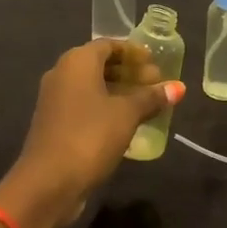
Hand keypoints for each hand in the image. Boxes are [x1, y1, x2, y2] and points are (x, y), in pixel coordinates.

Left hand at [0, 39, 183, 227]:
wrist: (48, 183)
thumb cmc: (90, 136)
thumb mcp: (127, 115)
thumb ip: (151, 97)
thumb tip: (179, 87)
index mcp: (77, 61)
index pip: (109, 44)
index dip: (134, 52)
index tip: (155, 62)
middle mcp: (62, 73)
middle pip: (100, 64)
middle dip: (129, 72)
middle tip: (156, 83)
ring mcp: (55, 100)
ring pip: (92, 86)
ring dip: (119, 92)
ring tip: (147, 103)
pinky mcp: (54, 123)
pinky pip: (85, 105)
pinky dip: (106, 108)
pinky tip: (126, 123)